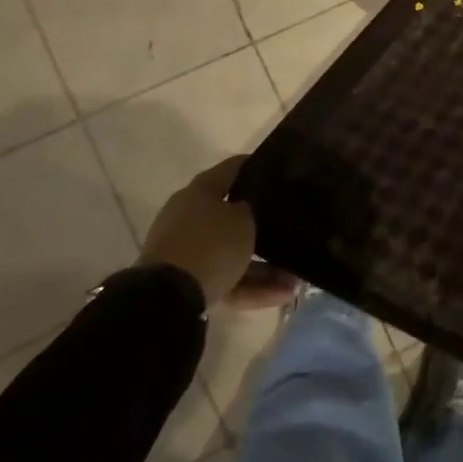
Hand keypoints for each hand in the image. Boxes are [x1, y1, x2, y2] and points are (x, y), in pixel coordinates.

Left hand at [140, 155, 299, 308]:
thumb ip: (252, 209)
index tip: (280, 168)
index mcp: (200, 191)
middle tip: (289, 225)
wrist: (168, 297)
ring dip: (262, 263)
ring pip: (231, 252)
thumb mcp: (243, 219)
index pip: (232, 168)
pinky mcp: (186, 282)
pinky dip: (251, 285)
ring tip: (294, 275)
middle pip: (230, 214)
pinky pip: (227, 279)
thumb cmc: (211, 245)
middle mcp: (188, 216)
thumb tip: (250, 209)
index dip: (255, 164)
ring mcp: (185, 251)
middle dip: (260, 223)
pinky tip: (282, 293)